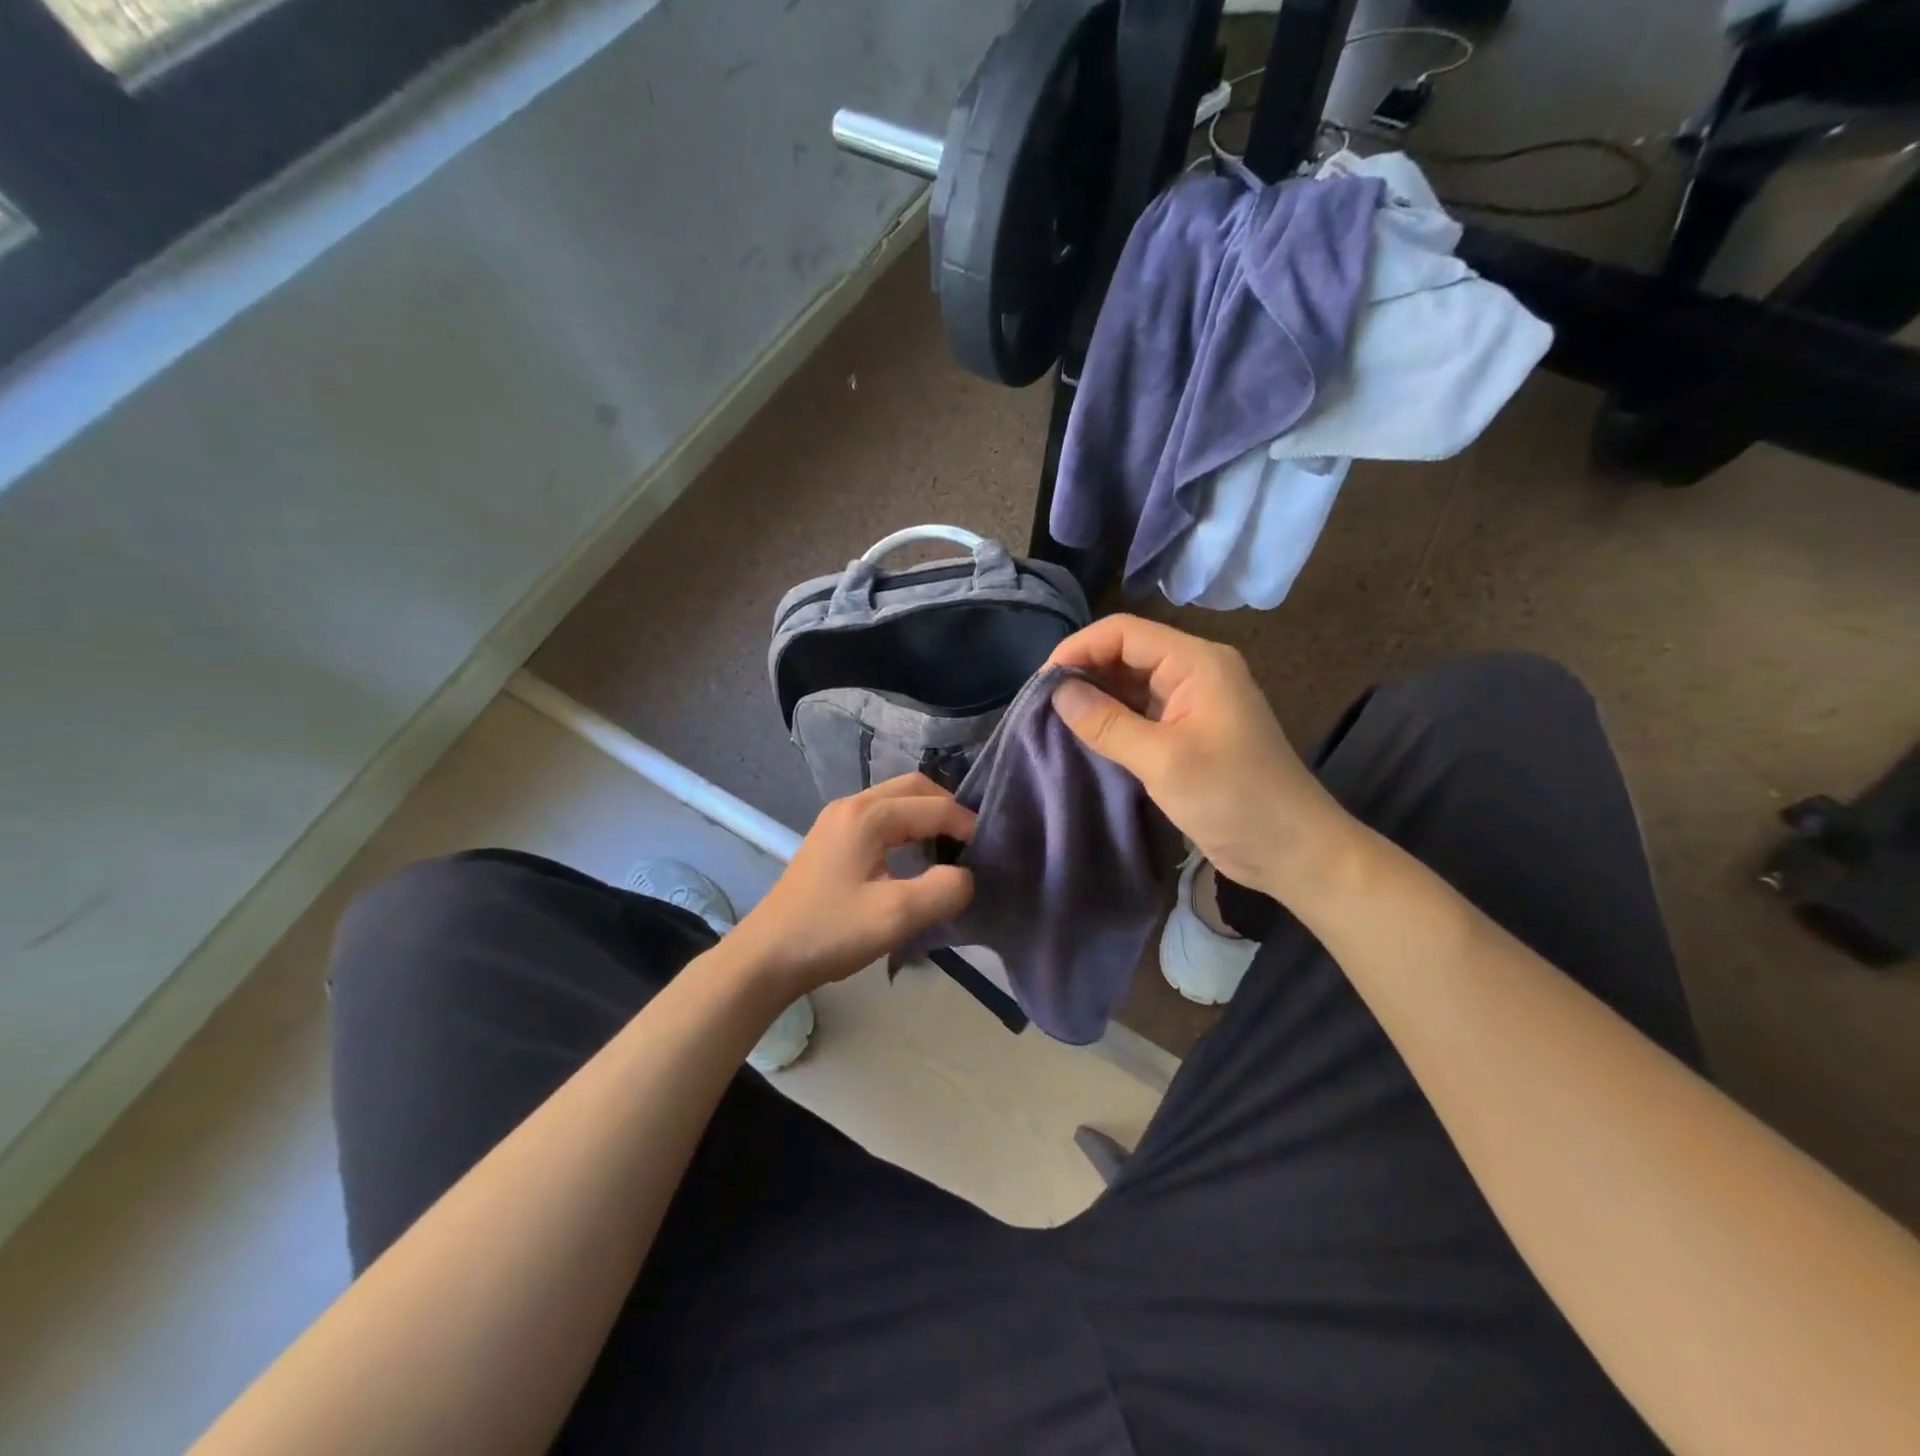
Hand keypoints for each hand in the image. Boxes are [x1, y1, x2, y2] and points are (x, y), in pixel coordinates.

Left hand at [730, 773, 975, 995]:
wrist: (767, 956)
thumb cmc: (831, 932)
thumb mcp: (896, 916)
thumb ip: (943, 890)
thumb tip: (966, 876)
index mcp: (869, 815)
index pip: (934, 807)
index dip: (967, 826)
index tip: (988, 853)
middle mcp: (852, 805)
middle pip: (913, 788)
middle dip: (947, 808)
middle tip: (970, 842)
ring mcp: (837, 819)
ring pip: (895, 800)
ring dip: (925, 815)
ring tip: (948, 849)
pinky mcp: (830, 838)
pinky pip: (879, 816)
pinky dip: (905, 826)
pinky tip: (912, 857)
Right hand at [1047, 615, 1354, 901]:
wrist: (1291, 849)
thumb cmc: (1233, 797)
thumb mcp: (1163, 760)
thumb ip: (1107, 722)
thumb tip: (1057, 691)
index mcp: (1197, 662)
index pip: (1125, 633)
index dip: (1079, 648)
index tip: (1041, 682)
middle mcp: (1195, 672)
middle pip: (1127, 653)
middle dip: (1085, 672)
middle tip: (1043, 704)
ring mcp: (1193, 703)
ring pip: (1132, 684)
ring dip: (1096, 697)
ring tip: (1055, 720)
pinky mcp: (1189, 732)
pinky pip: (1142, 712)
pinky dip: (1113, 720)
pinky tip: (1085, 736)